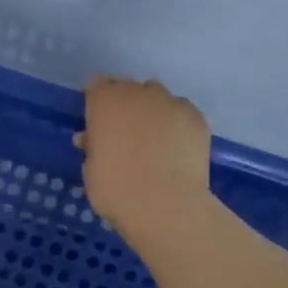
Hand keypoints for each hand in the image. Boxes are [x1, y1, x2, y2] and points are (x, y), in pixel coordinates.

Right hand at [76, 77, 212, 238]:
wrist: (164, 204)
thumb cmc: (115, 188)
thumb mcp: (91, 169)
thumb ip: (92, 147)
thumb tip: (91, 139)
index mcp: (105, 102)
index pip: (96, 84)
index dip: (96, 101)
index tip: (95, 120)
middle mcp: (138, 93)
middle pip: (129, 88)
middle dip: (124, 105)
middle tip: (123, 133)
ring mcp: (171, 103)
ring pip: (158, 97)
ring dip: (151, 111)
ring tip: (153, 140)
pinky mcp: (197, 118)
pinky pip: (181, 113)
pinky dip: (176, 125)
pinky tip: (175, 148)